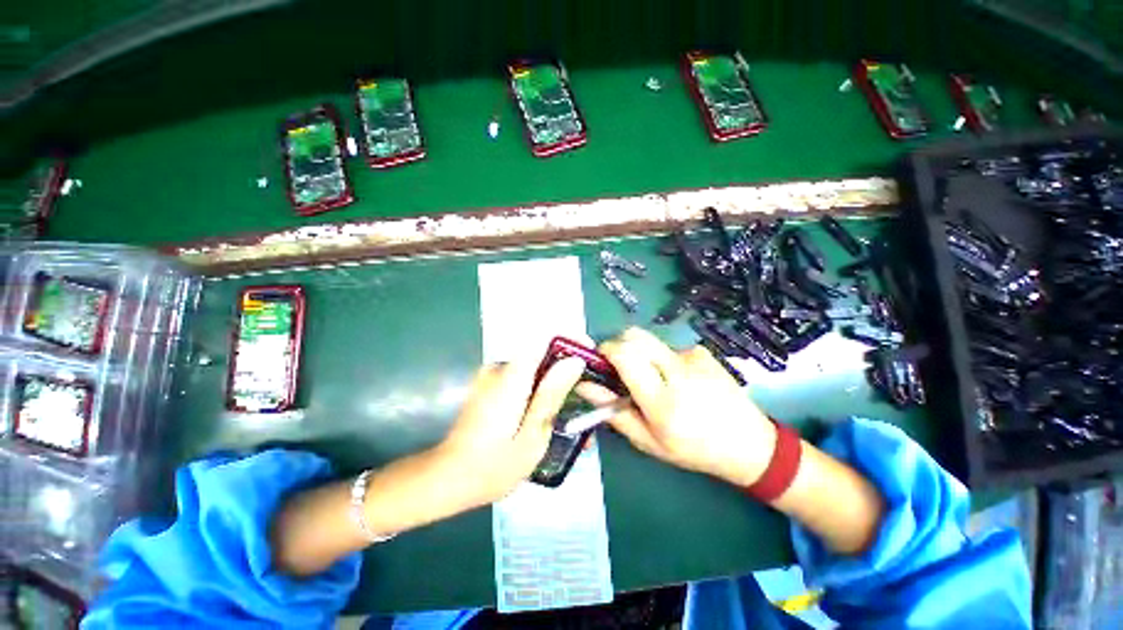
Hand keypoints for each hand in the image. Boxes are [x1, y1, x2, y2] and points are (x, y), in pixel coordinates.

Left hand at [431, 355, 586, 508]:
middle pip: (540, 354)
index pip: (543, 338)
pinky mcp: (489, 386)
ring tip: (566, 414)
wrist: (448, 479)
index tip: (588, 354)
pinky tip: (542, 416)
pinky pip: (520, 379)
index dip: (569, 341)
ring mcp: (491, 376)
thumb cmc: (493, 466)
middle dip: (564, 371)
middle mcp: (499, 369)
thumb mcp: (533, 436)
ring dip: (550, 385)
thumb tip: (574, 361)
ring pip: (532, 369)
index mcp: (511, 377)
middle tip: (583, 397)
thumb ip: (552, 395)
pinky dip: (535, 391)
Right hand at [584, 328, 775, 486]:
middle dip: (620, 345)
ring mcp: (693, 357)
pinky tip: (679, 380)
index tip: (600, 360)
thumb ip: (612, 411)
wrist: (748, 444)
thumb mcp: (647, 440)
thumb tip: (584, 385)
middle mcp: (677, 371)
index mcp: (661, 400)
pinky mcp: (702, 352)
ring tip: (656, 380)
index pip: (625, 355)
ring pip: (650, 342)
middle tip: (621, 368)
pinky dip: (663, 359)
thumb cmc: (692, 449)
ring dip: (643, 355)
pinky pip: (669, 347)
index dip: (605, 350)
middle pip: (635, 335)